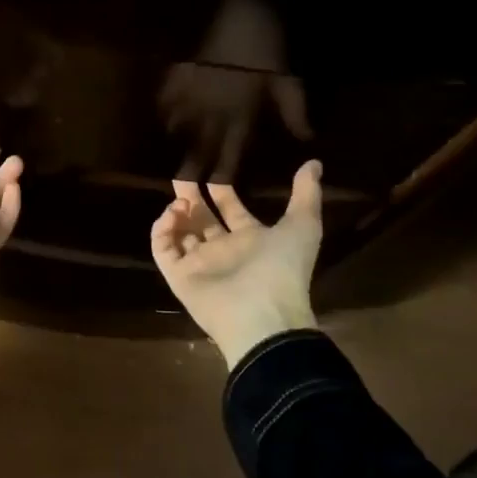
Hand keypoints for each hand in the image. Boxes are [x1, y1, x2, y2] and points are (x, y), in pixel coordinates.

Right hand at [150, 162, 322, 367]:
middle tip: (181, 172)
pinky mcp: (179, 275)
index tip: (212, 168)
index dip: (222, 190)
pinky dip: (162, 230)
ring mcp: (199, 263)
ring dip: (177, 212)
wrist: (262, 314)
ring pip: (180, 232)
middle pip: (202, 218)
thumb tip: (314, 163)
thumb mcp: (302, 226)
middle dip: (192, 196)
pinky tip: (172, 213)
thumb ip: (306, 194)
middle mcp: (223, 250)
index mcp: (251, 239)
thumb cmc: (282, 268)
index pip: (231, 210)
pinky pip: (163, 248)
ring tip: (180, 199)